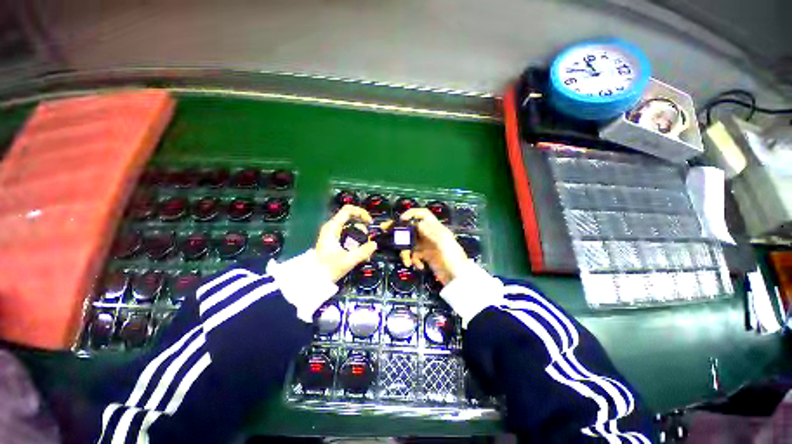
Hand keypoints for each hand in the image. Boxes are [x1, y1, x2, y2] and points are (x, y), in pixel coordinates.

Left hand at [315, 205, 377, 281]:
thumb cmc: (329, 268)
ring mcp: (333, 234)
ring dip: (360, 237)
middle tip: (367, 241)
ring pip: (351, 228)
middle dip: (362, 229)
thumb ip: (363, 251)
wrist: (315, 278)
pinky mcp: (335, 240)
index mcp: (332, 227)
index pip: (348, 210)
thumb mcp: (348, 260)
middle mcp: (332, 227)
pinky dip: (356, 242)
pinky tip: (360, 253)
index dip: (361, 212)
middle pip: (352, 219)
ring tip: (364, 251)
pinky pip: (349, 235)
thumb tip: (374, 244)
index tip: (370, 222)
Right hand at [398, 208, 468, 285]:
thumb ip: (430, 232)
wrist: (458, 279)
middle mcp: (430, 235)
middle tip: (384, 230)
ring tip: (406, 261)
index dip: (412, 214)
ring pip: (410, 243)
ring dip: (406, 252)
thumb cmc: (453, 258)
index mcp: (436, 228)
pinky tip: (418, 266)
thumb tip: (417, 222)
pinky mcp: (426, 256)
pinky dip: (413, 259)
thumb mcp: (442, 243)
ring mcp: (427, 246)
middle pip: (412, 228)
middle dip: (400, 231)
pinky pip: (414, 254)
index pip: (423, 214)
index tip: (401, 220)